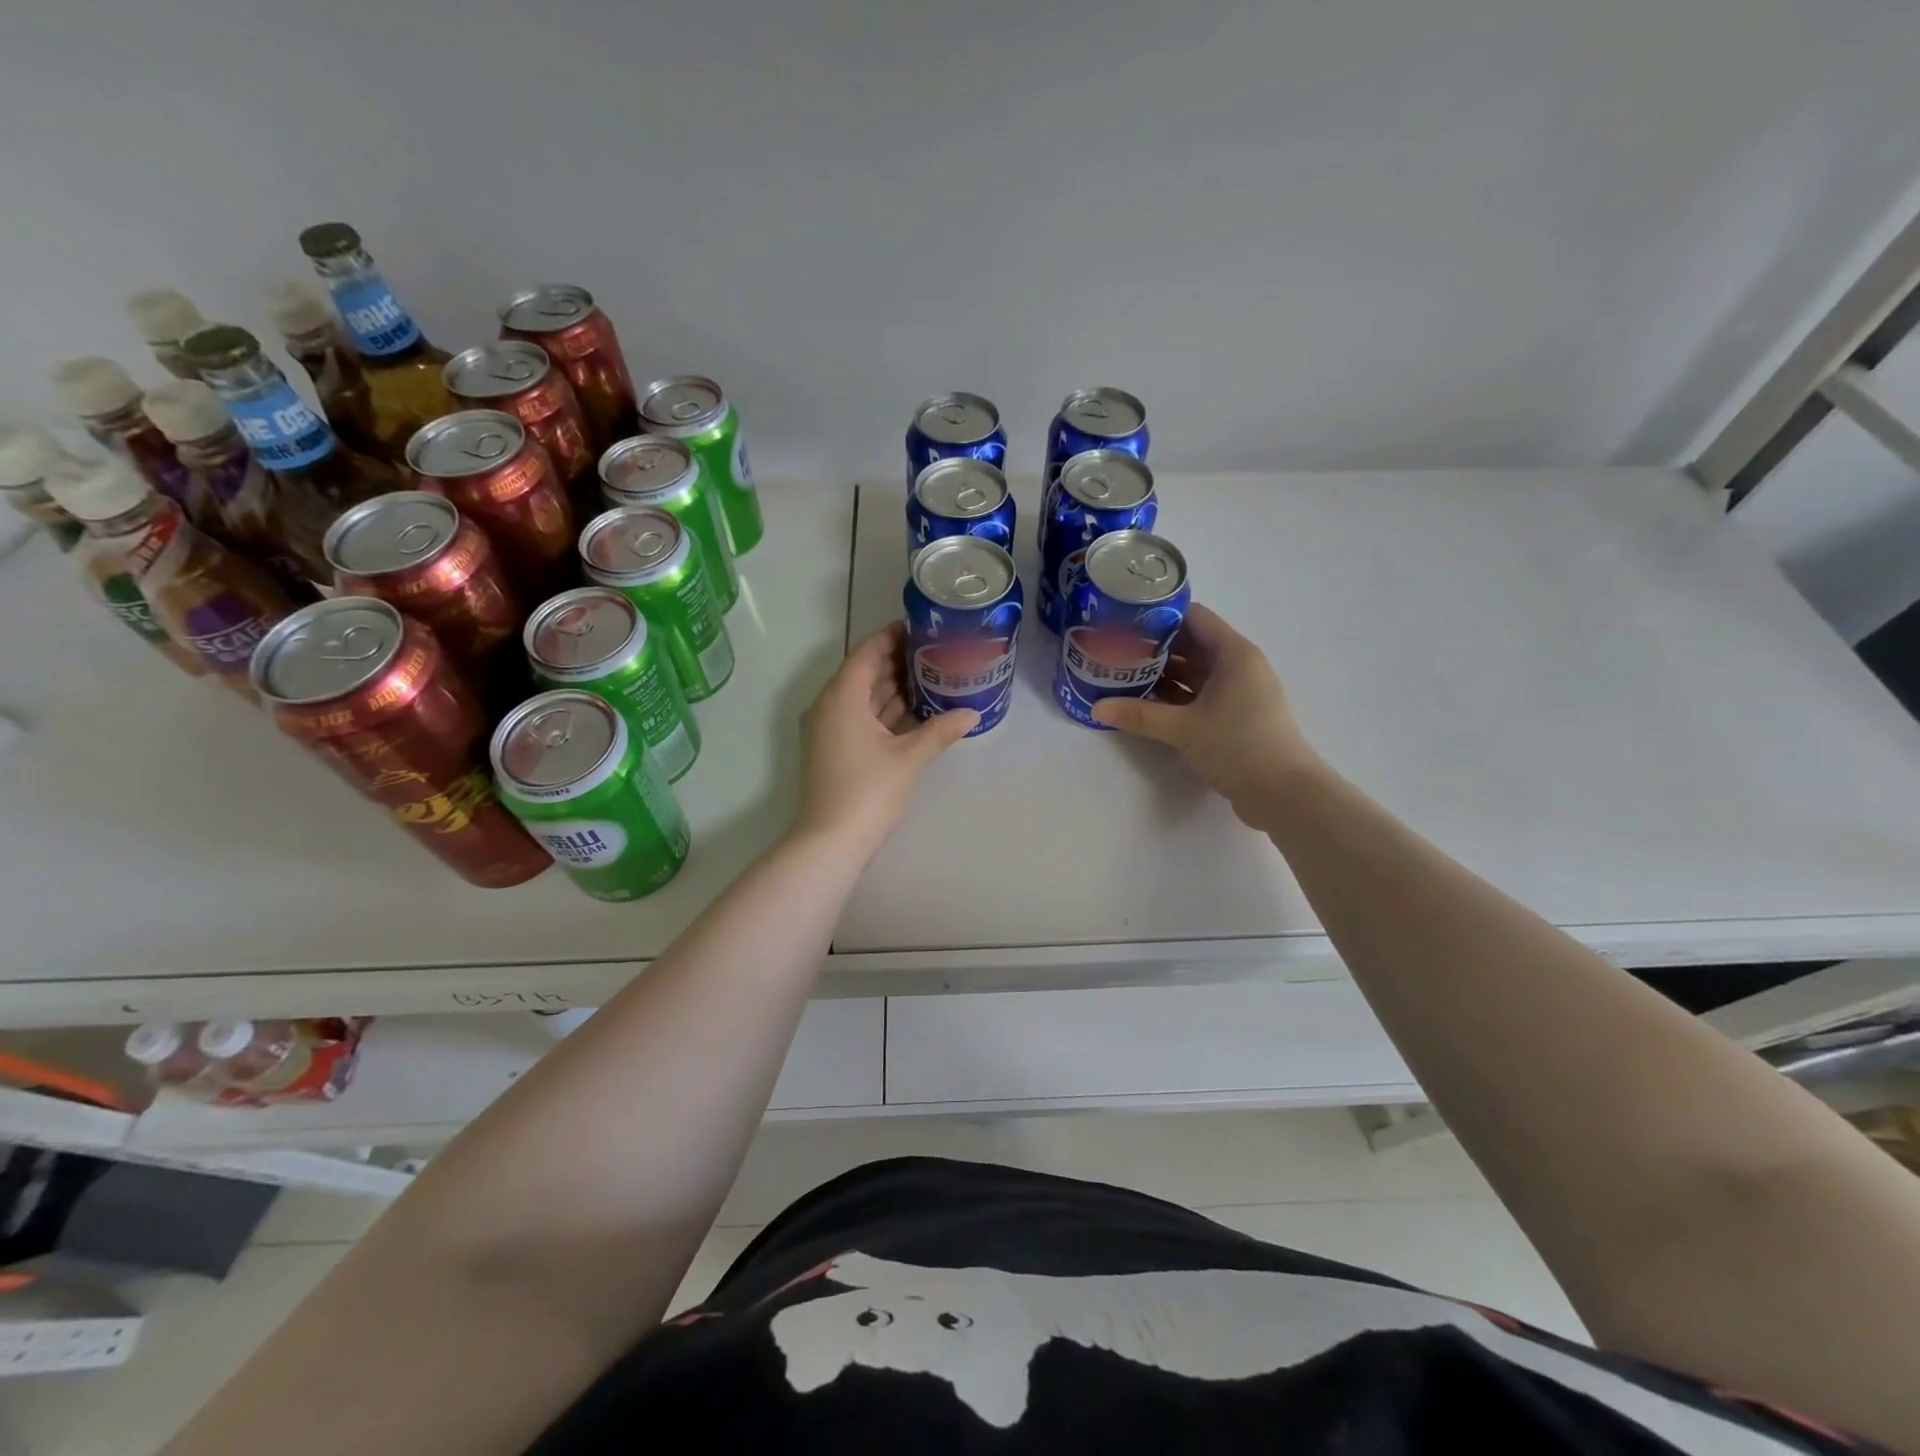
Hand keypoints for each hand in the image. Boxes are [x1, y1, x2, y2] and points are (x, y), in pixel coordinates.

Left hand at [795, 622, 977, 852]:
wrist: (830, 842)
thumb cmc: (868, 791)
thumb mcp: (908, 757)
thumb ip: (940, 731)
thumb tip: (972, 713)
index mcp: (842, 696)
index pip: (868, 651)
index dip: (894, 636)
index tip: (923, 628)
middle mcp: (830, 705)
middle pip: (865, 672)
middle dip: (899, 662)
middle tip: (937, 652)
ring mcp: (830, 729)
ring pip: (863, 697)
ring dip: (894, 688)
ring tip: (933, 676)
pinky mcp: (834, 749)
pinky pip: (861, 717)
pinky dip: (885, 712)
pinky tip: (916, 712)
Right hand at [1092, 602, 1321, 828]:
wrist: (1284, 794)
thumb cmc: (1239, 746)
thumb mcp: (1184, 728)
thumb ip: (1140, 715)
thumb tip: (1097, 707)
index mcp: (1233, 653)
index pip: (1193, 617)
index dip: (1159, 615)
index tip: (1124, 621)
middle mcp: (1237, 666)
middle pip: (1190, 644)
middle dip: (1153, 648)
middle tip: (1114, 650)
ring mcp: (1237, 693)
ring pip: (1193, 673)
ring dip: (1161, 675)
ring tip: (1121, 676)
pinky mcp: (1234, 717)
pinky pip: (1197, 696)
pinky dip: (1173, 697)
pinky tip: (1144, 704)